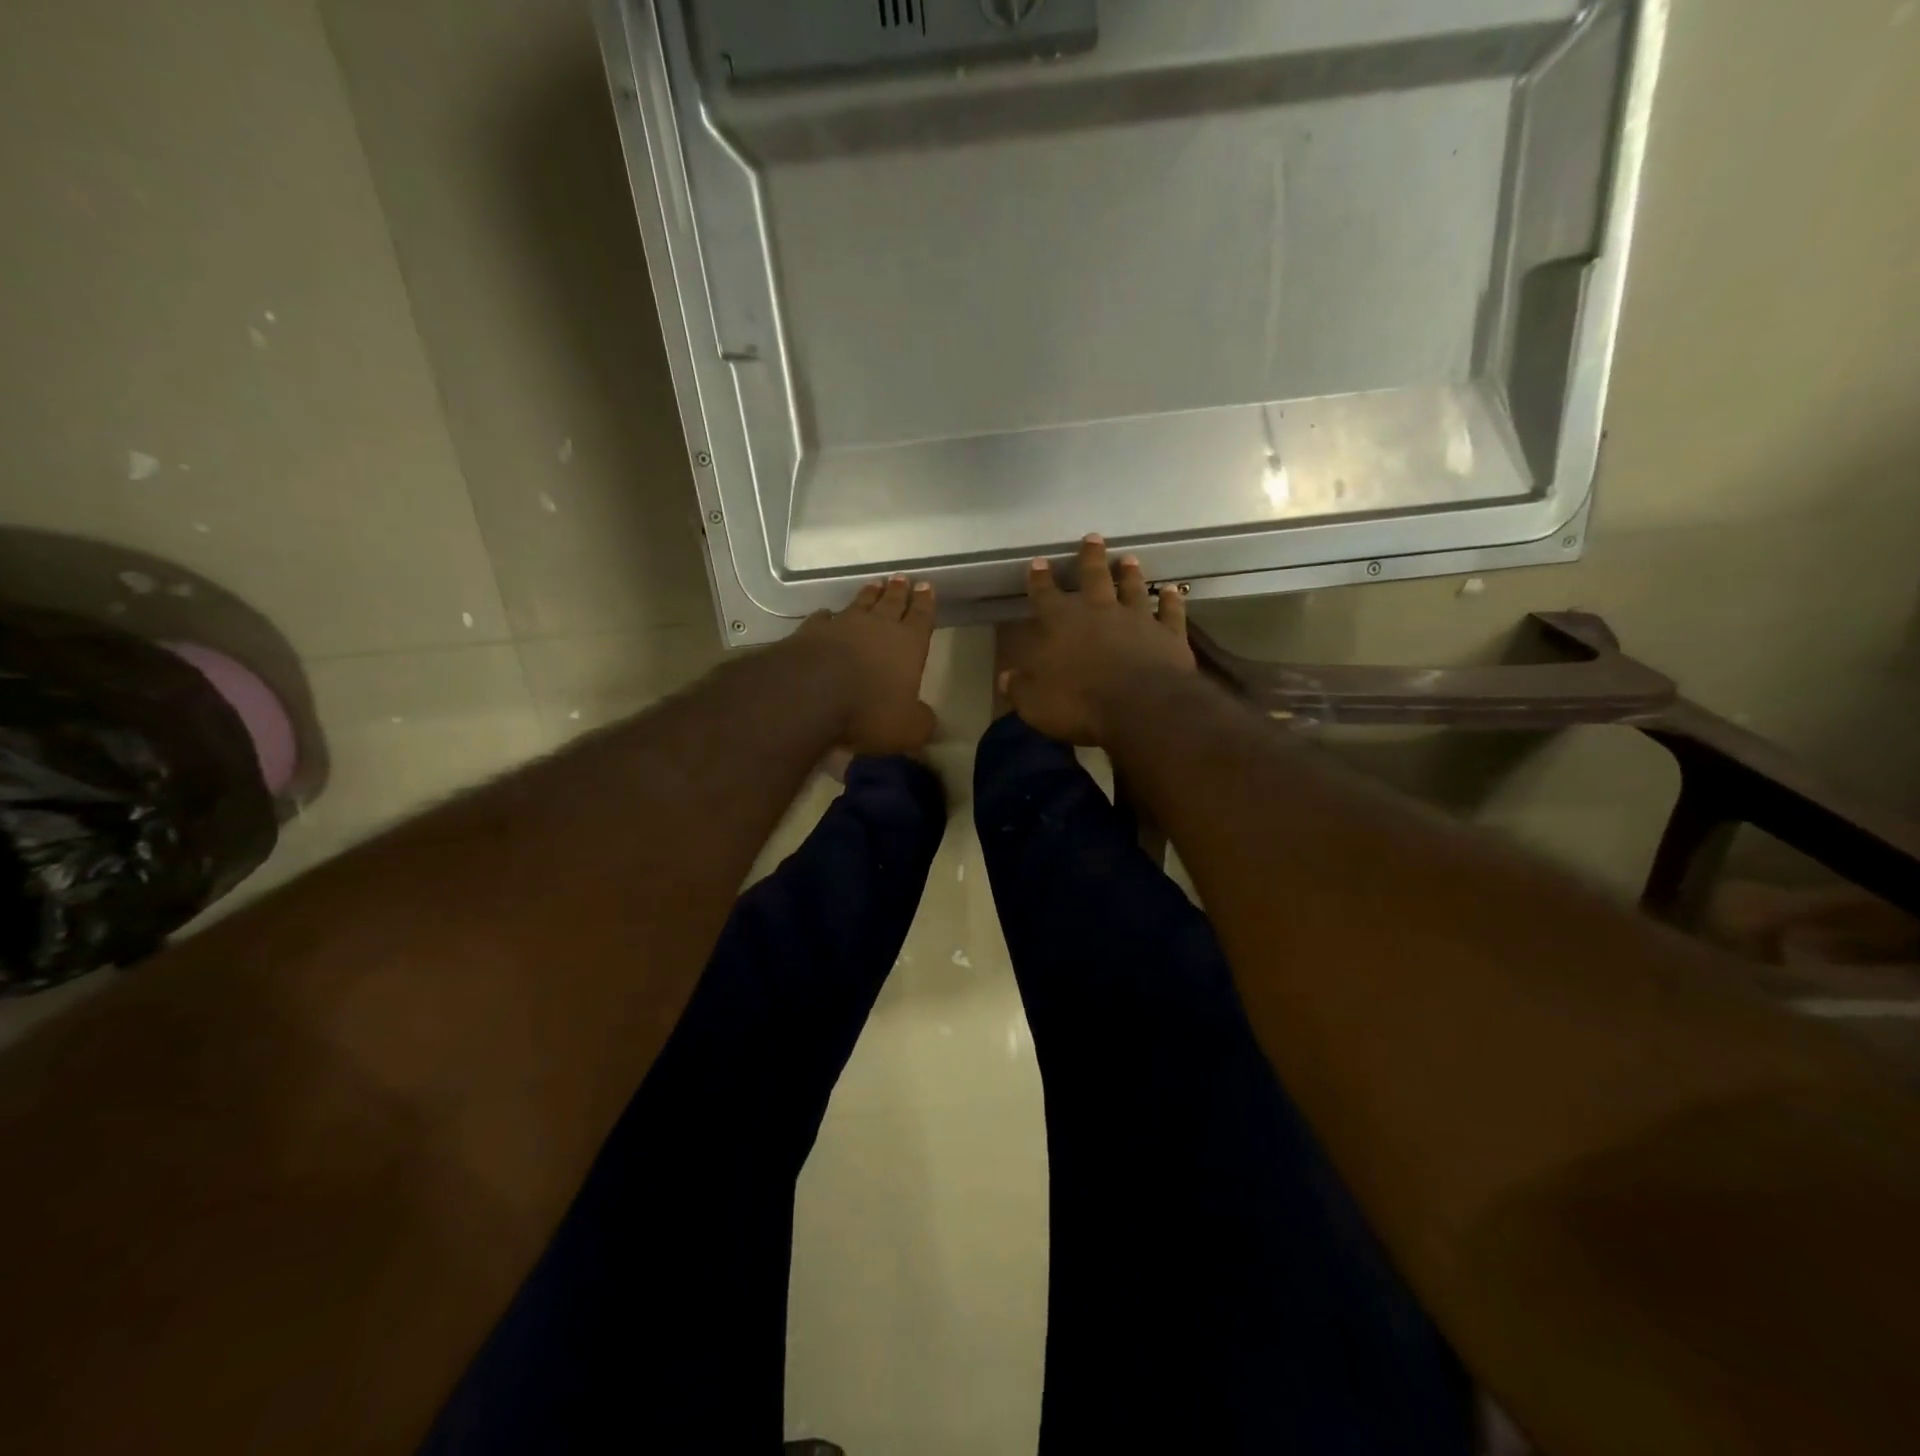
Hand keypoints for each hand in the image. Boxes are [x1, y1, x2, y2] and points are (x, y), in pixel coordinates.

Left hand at [795, 574, 938, 754]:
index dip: (925, 603)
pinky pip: (822, 618)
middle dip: (899, 592)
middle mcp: (877, 627)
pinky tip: (826, 614)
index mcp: (908, 645)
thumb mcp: (907, 729)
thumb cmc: (868, 711)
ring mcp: (841, 626)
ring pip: (859, 604)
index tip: (926, 586)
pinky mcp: (810, 632)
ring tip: (874, 584)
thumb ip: (920, 722)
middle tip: (902, 578)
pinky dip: (826, 616)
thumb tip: (925, 719)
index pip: (921, 618)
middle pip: (891, 603)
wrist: (809, 695)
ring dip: (868, 595)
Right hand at [1002, 536, 1194, 745]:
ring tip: (1129, 558)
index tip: (1038, 562)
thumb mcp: (1035, 703)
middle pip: (1093, 577)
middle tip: (1092, 538)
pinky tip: (1173, 591)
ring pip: (1133, 588)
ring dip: (1130, 573)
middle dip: (1090, 557)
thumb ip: (1020, 688)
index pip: (1045, 595)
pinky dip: (1172, 600)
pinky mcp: (1168, 634)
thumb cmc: (1079, 704)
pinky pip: (1171, 612)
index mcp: (1061, 624)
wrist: (1141, 707)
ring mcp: (1137, 619)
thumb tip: (1006, 679)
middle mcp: (1099, 611)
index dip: (1039, 579)